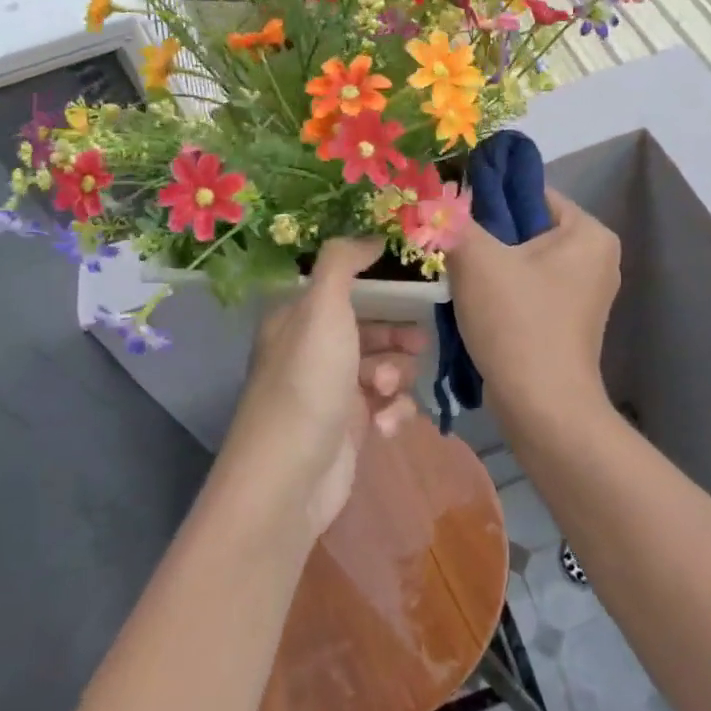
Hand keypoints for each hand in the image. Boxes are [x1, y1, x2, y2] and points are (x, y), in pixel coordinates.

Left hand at [220, 238, 423, 536]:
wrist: (291, 477)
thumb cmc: (308, 381)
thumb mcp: (323, 307)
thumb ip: (344, 262)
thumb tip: (371, 232)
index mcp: (298, 319)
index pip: (345, 288)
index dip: (381, 285)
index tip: (417, 283)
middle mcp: (312, 351)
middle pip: (370, 328)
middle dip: (396, 337)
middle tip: (419, 343)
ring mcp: (332, 392)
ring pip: (384, 367)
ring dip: (395, 377)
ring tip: (387, 390)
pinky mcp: (350, 428)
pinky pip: (386, 405)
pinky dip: (392, 412)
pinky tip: (385, 426)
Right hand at [445, 187, 619, 424]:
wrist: (542, 408)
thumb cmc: (518, 323)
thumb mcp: (477, 259)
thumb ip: (454, 220)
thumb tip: (433, 197)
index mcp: (589, 232)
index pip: (529, 191)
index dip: (485, 196)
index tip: (447, 210)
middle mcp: (596, 257)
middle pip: (525, 227)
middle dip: (484, 235)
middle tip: (445, 243)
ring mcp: (583, 292)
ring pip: (522, 260)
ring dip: (488, 265)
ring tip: (454, 272)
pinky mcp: (567, 321)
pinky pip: (527, 288)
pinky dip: (500, 290)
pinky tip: (471, 301)